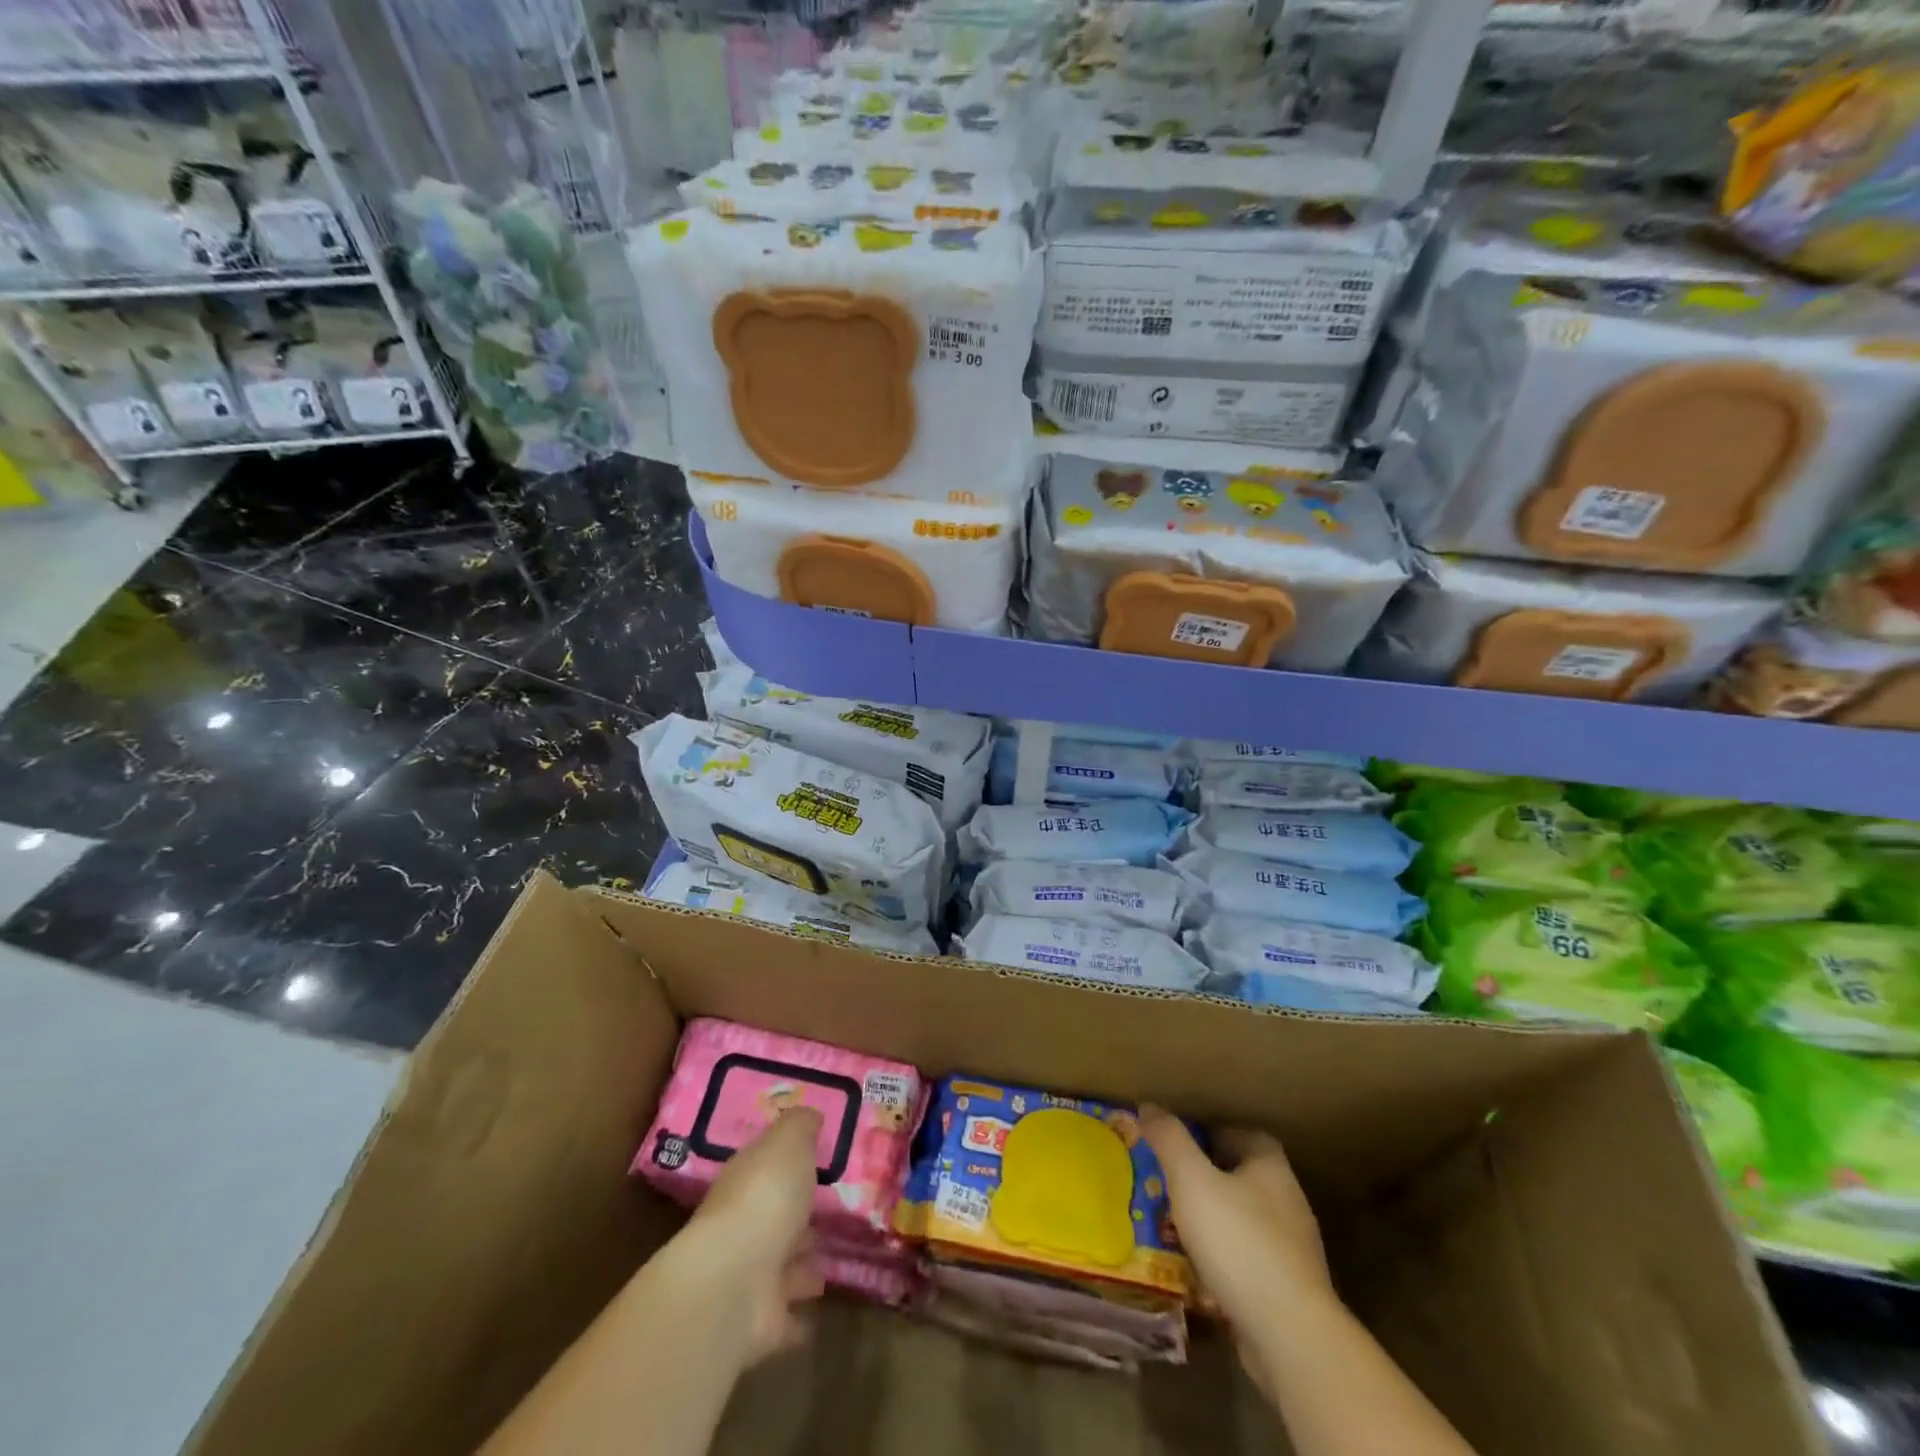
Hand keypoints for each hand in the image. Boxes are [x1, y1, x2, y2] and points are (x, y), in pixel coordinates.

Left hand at [677, 1107, 827, 1366]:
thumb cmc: (764, 1198)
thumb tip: (809, 1112)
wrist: (733, 1283)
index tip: (815, 1161)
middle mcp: (743, 1227)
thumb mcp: (788, 1143)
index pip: (765, 1168)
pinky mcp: (760, 1323)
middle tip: (831, 1213)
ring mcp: (750, 1277)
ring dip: (801, 1266)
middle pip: (774, 1218)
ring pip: (781, 1267)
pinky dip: (798, 1320)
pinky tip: (818, 1316)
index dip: (787, 1164)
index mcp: (746, 1182)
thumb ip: (799, 1126)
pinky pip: (786, 1319)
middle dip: (798, 1218)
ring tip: (830, 1262)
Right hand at [1142, 1108, 1332, 1381]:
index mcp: (1272, 1168)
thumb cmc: (1238, 1241)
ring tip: (1175, 1224)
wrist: (1289, 1335)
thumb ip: (1169, 1139)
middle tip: (1168, 1180)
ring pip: (1245, 1221)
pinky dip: (1224, 1259)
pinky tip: (1198, 1269)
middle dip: (1208, 1176)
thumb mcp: (1191, 1179)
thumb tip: (1149, 1106)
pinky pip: (1249, 1261)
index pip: (1244, 1134)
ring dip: (1215, 1220)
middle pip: (1244, 1177)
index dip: (1212, 1131)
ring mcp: (1293, 1251)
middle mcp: (1288, 1202)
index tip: (1179, 1139)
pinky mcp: (1289, 1292)